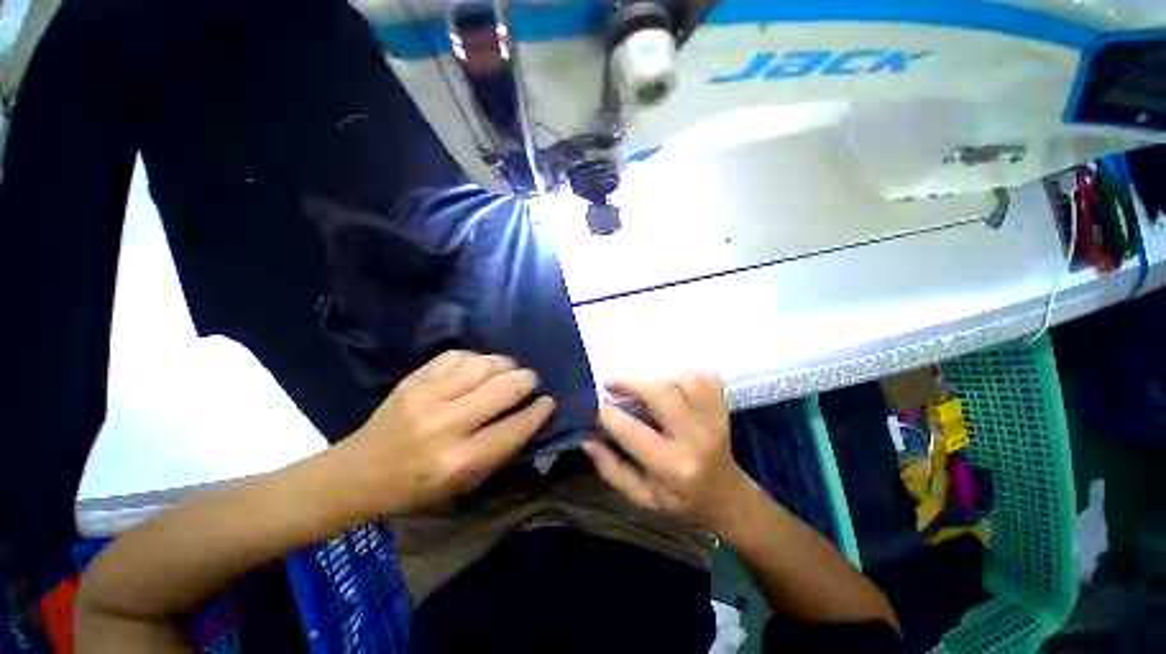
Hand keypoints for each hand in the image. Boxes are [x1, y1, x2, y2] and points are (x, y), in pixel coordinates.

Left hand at [338, 350, 553, 513]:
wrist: (358, 472)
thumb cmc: (416, 488)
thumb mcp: (465, 484)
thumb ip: (501, 450)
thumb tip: (530, 416)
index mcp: (459, 460)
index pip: (515, 426)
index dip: (539, 411)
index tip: (548, 402)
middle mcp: (446, 424)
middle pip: (504, 387)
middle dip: (527, 380)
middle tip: (531, 381)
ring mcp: (427, 395)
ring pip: (485, 364)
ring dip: (506, 364)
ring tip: (509, 370)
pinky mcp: (414, 378)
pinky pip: (459, 355)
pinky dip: (477, 359)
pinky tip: (478, 368)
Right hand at [582, 374, 753, 530]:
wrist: (725, 497)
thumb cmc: (680, 501)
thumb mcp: (641, 497)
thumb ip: (611, 469)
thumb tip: (587, 438)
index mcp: (672, 466)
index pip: (631, 431)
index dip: (606, 413)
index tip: (591, 404)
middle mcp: (695, 438)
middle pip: (660, 393)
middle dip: (629, 383)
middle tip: (611, 384)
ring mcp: (713, 419)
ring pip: (682, 380)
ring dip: (657, 380)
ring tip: (644, 390)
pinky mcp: (722, 409)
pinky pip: (704, 379)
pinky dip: (685, 376)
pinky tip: (673, 386)